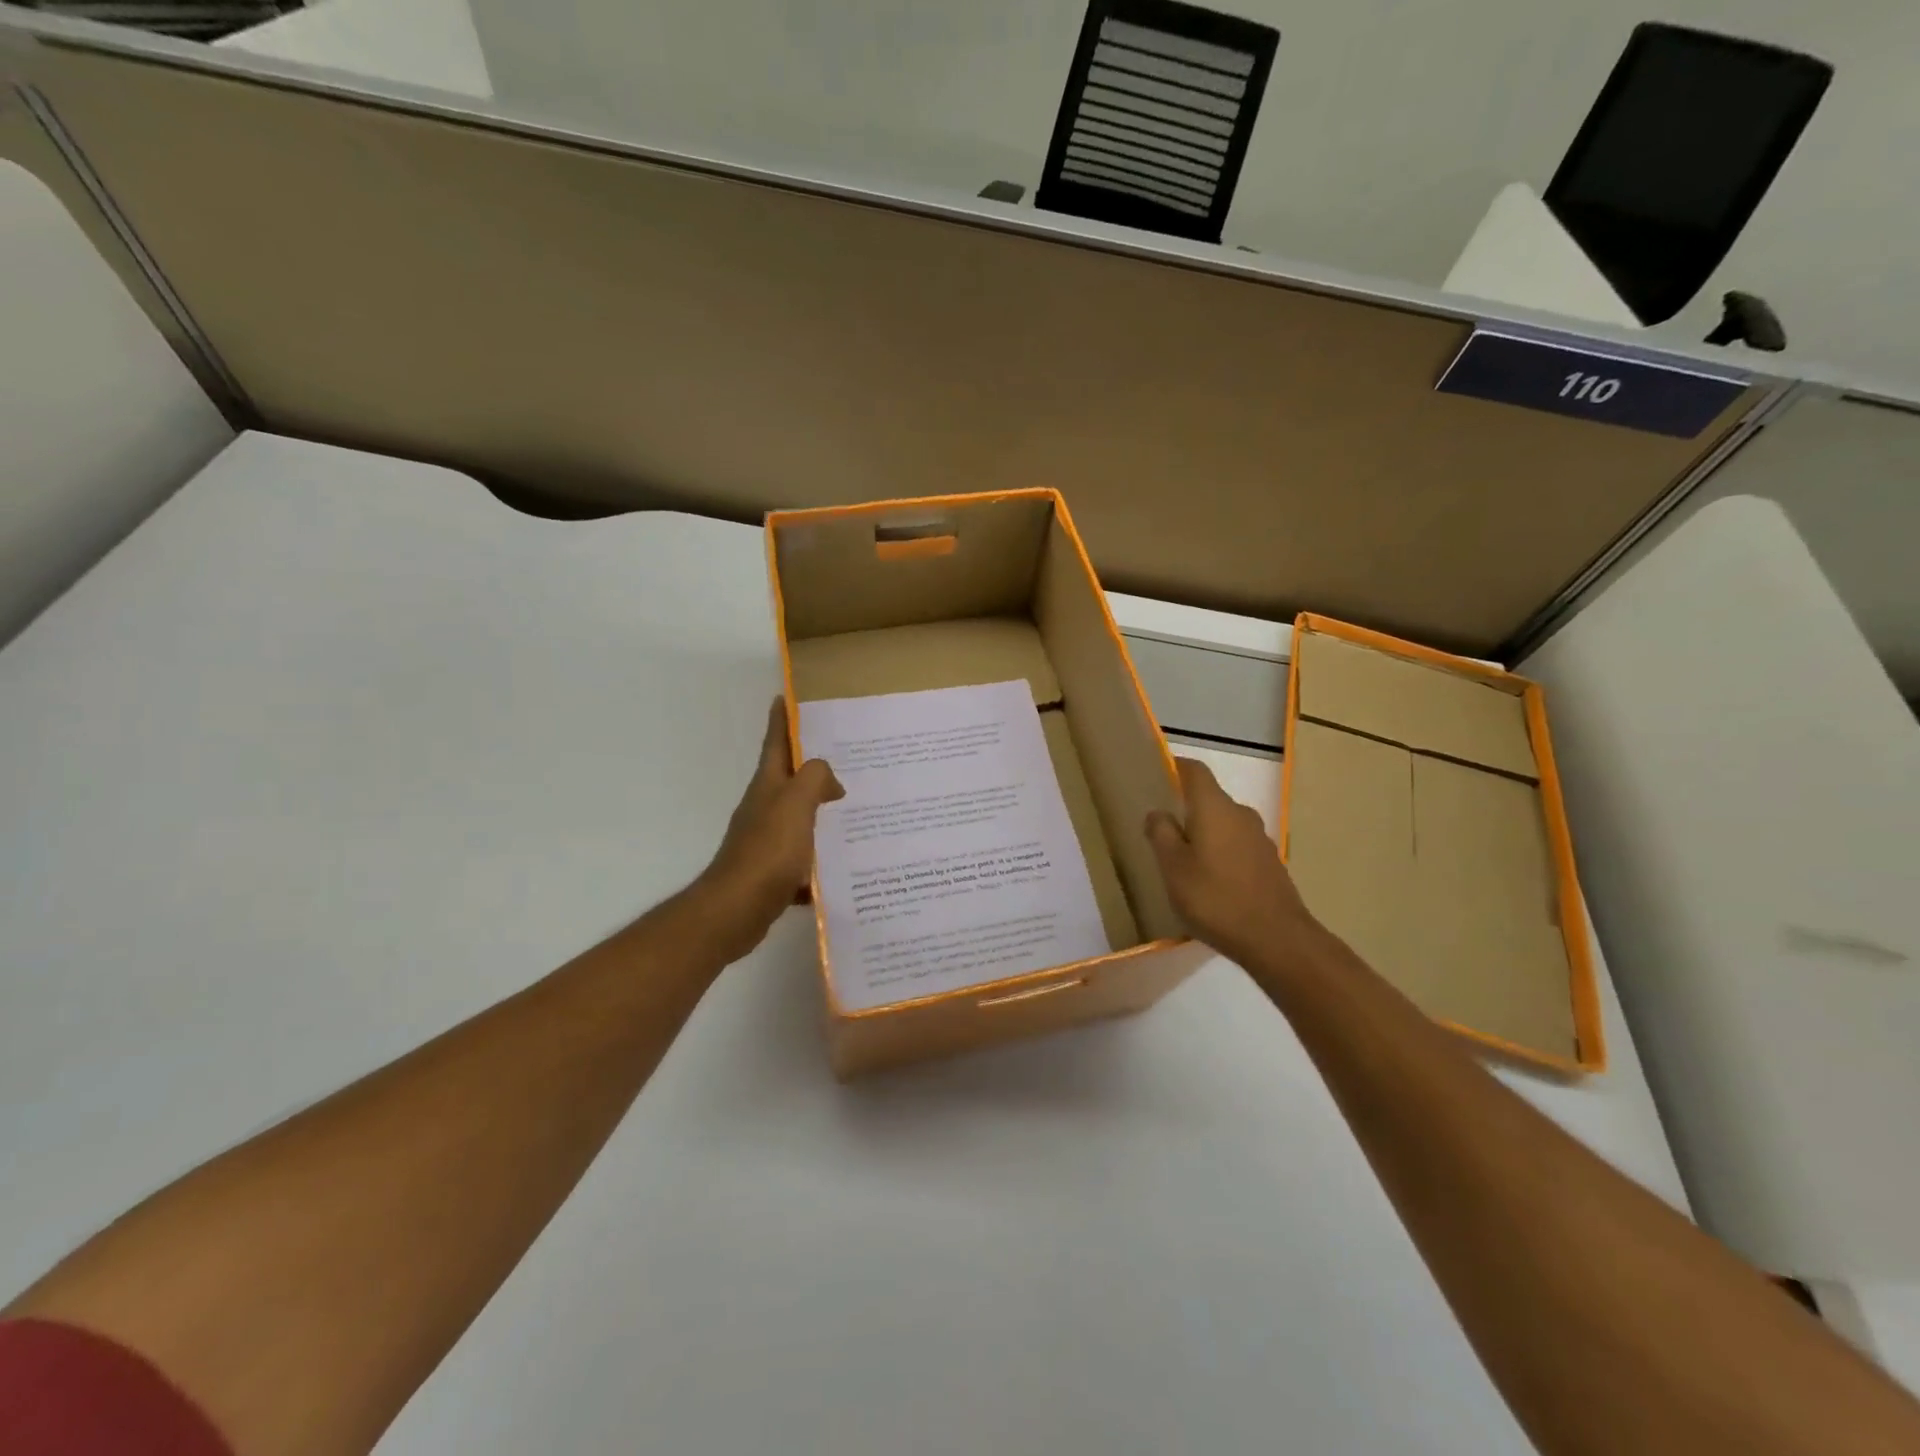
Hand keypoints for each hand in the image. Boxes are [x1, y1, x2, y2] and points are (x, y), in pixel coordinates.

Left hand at [692, 699, 843, 961]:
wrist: (736, 910)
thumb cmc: (767, 851)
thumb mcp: (795, 804)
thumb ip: (814, 779)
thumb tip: (828, 779)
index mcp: (768, 786)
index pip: (775, 742)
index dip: (782, 719)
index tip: (789, 697)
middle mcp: (765, 808)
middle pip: (790, 779)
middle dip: (814, 766)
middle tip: (849, 757)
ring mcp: (767, 841)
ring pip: (800, 817)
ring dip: (822, 811)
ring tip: (856, 807)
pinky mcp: (774, 871)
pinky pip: (804, 856)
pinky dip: (821, 856)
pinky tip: (845, 862)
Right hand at [1145, 757, 1327, 972]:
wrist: (1277, 939)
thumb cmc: (1215, 898)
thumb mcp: (1173, 868)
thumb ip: (1161, 834)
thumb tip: (1158, 813)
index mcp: (1215, 808)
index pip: (1194, 771)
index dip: (1175, 767)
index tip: (1156, 775)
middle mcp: (1240, 815)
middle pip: (1209, 799)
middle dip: (1186, 809)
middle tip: (1161, 831)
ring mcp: (1259, 839)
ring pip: (1224, 825)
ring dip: (1204, 835)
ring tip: (1183, 861)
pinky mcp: (1269, 864)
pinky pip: (1237, 847)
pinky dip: (1220, 855)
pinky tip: (1209, 883)